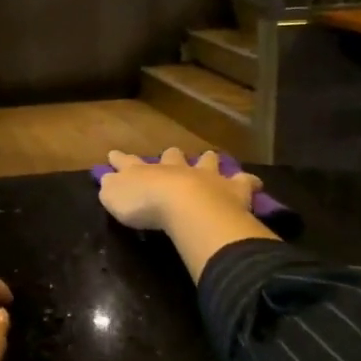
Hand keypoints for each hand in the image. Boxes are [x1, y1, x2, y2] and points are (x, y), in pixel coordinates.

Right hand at [97, 147, 262, 232]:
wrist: (185, 207)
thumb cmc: (145, 205)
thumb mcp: (114, 198)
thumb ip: (110, 187)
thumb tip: (107, 179)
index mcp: (143, 171)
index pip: (127, 162)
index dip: (120, 159)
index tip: (114, 154)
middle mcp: (174, 168)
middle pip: (171, 156)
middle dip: (170, 155)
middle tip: (171, 153)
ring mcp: (204, 176)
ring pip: (206, 162)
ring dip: (207, 160)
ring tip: (210, 157)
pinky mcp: (231, 189)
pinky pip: (242, 181)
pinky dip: (247, 181)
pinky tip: (253, 182)